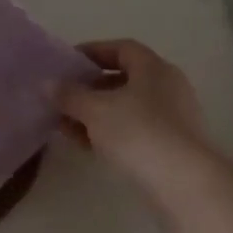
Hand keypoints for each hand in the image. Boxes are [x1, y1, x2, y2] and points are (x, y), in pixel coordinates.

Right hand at [57, 40, 211, 192]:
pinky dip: (109, 132)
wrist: (184, 183)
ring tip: (66, 125)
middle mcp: (167, 87)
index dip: (92, 52)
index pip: (121, 49)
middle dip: (89, 88)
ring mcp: (172, 118)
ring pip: (127, 108)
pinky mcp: (171, 146)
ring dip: (96, 113)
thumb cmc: (138, 132)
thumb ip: (69, 95)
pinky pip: (134, 130)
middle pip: (124, 79)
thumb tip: (48, 84)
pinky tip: (87, 145)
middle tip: (62, 98)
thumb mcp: (95, 110)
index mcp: (153, 68)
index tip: (66, 64)